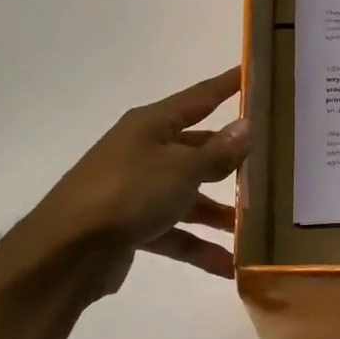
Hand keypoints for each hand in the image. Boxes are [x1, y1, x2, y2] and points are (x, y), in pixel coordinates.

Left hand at [0, 67, 251, 300]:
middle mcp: (143, 152)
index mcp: (151, 125)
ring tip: (257, 228)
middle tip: (272, 163)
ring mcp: (136, 190)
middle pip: (197, 150)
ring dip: (220, 213)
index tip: (254, 72)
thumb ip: (218, 152)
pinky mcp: (131, 227)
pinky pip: (175, 233)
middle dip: (231, 161)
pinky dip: (199, 247)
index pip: (199, 98)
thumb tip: (247, 126)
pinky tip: (230, 266)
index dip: (227, 85)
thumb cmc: (128, 193)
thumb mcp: (181, 169)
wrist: (67, 252)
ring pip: (189, 196)